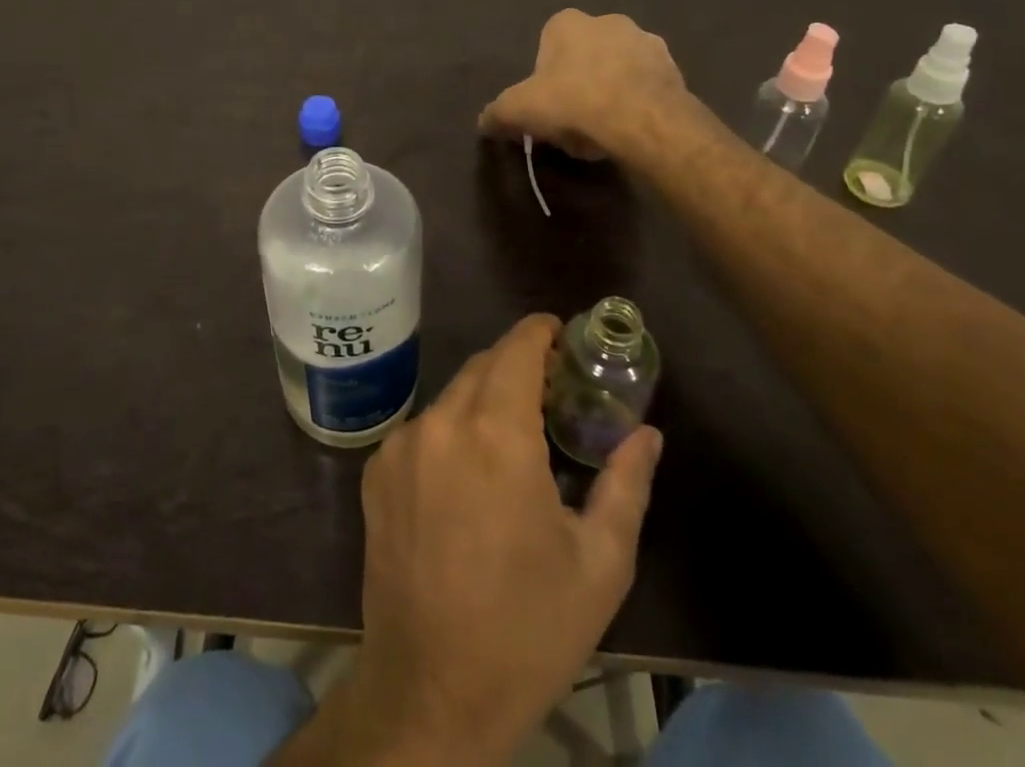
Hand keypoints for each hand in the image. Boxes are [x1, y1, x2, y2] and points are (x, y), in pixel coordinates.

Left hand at [340, 316, 662, 762]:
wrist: (429, 691)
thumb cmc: (527, 629)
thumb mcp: (598, 564)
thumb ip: (626, 484)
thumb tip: (648, 434)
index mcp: (496, 434)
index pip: (516, 349)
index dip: (539, 332)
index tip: (561, 335)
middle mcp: (441, 423)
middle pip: (483, 367)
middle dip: (517, 366)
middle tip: (551, 391)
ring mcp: (401, 445)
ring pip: (451, 398)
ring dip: (484, 401)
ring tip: (514, 437)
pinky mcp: (376, 471)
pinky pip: (423, 430)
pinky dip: (451, 432)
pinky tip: (469, 476)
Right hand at [479, 9, 687, 161]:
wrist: (642, 121)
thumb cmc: (573, 103)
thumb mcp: (518, 111)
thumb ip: (497, 114)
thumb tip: (483, 122)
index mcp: (568, 22)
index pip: (547, 44)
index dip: (544, 77)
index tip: (545, 105)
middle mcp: (608, 21)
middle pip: (584, 55)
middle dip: (578, 82)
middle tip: (571, 120)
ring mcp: (646, 42)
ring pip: (616, 69)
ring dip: (609, 91)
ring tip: (602, 130)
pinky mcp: (673, 67)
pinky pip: (645, 85)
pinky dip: (636, 102)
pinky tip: (628, 129)